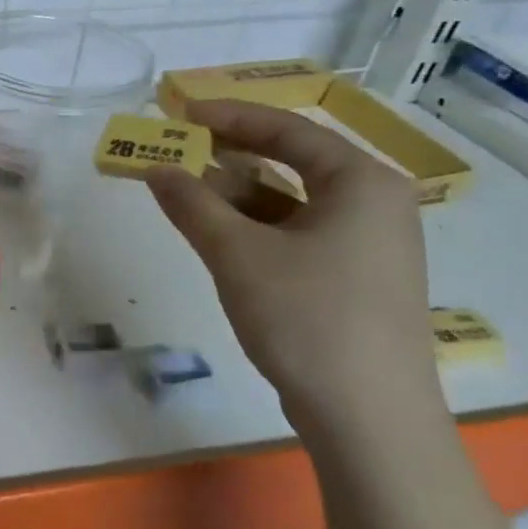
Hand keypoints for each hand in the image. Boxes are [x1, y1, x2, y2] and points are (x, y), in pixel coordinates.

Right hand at [144, 98, 445, 448]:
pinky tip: (215, 233)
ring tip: (182, 189)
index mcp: (362, 182)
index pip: (289, 129)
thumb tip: (154, 167)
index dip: (229, 116)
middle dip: (229, 154)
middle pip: (292, 161)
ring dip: (236, 193)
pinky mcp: (353, 278)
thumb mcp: (237, 254)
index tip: (179, 112)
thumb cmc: (307, 318)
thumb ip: (192, 204)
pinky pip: (296, 233)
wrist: (368, 416)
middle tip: (176, 148)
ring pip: (291, 201)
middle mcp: (373, 204)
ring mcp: (367, 244)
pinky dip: (254, 227)